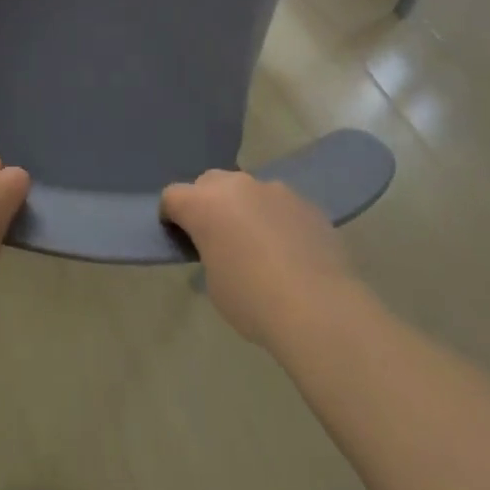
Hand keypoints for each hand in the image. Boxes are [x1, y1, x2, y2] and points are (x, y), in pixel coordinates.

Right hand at [161, 171, 354, 345]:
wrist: (318, 307)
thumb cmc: (253, 301)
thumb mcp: (215, 284)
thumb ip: (210, 253)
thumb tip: (223, 248)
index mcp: (204, 204)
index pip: (173, 196)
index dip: (171, 215)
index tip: (179, 235)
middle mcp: (236, 186)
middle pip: (209, 182)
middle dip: (207, 202)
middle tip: (217, 236)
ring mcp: (273, 189)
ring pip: (248, 190)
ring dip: (245, 208)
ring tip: (260, 245)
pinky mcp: (304, 201)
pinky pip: (279, 204)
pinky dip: (276, 219)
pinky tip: (290, 251)